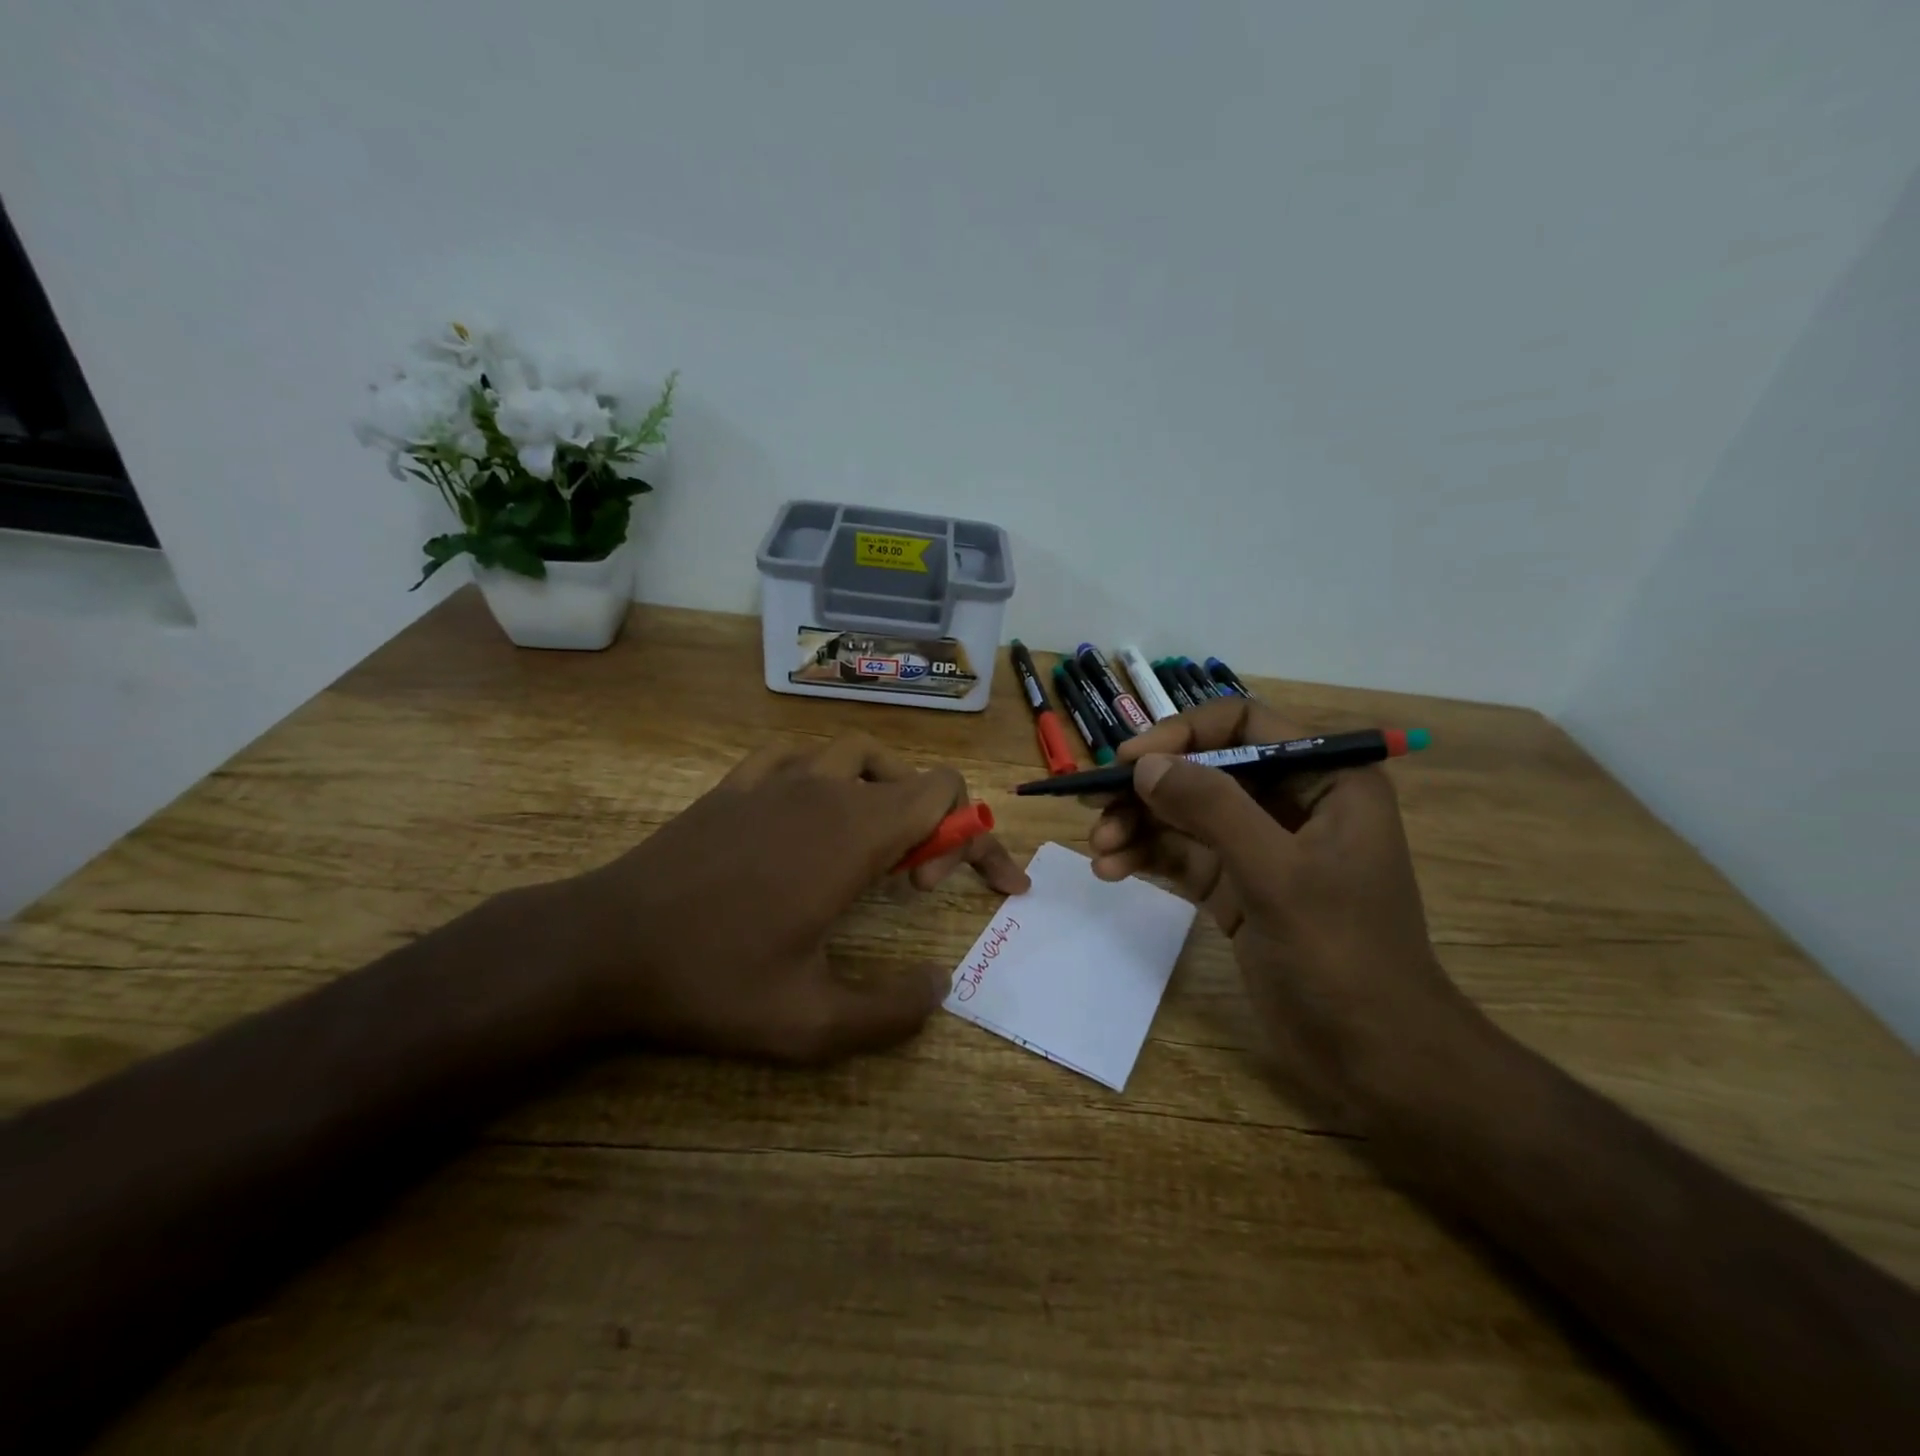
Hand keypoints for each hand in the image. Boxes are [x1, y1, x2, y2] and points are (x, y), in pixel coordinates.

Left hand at [565, 734, 1028, 1063]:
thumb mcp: (810, 1023)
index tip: (984, 887)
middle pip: (911, 774)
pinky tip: (810, 811)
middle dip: (937, 824)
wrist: (605, 945)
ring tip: (874, 841)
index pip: (947, 796)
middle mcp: (824, 790)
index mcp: (854, 833)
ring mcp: (776, 779)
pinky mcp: (736, 784)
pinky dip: (825, 773)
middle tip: (914, 884)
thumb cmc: (712, 981)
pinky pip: (799, 754)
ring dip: (885, 789)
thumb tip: (941, 986)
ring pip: (857, 753)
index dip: (979, 836)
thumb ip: (891, 1011)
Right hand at [1087, 697, 1479, 1115]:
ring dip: (1139, 825)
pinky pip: (1183, 855)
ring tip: (1099, 851)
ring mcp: (1261, 847)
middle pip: (1204, 770)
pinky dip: (1147, 857)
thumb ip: (1212, 809)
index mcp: (1325, 779)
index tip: (1131, 759)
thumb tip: (1145, 764)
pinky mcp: (1238, 886)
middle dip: (1149, 789)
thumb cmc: (1343, 954)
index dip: (1184, 733)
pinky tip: (1113, 871)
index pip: (1244, 724)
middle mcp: (1291, 802)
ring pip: (1186, 814)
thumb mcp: (1277, 873)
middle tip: (1095, 808)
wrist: (1375, 1056)